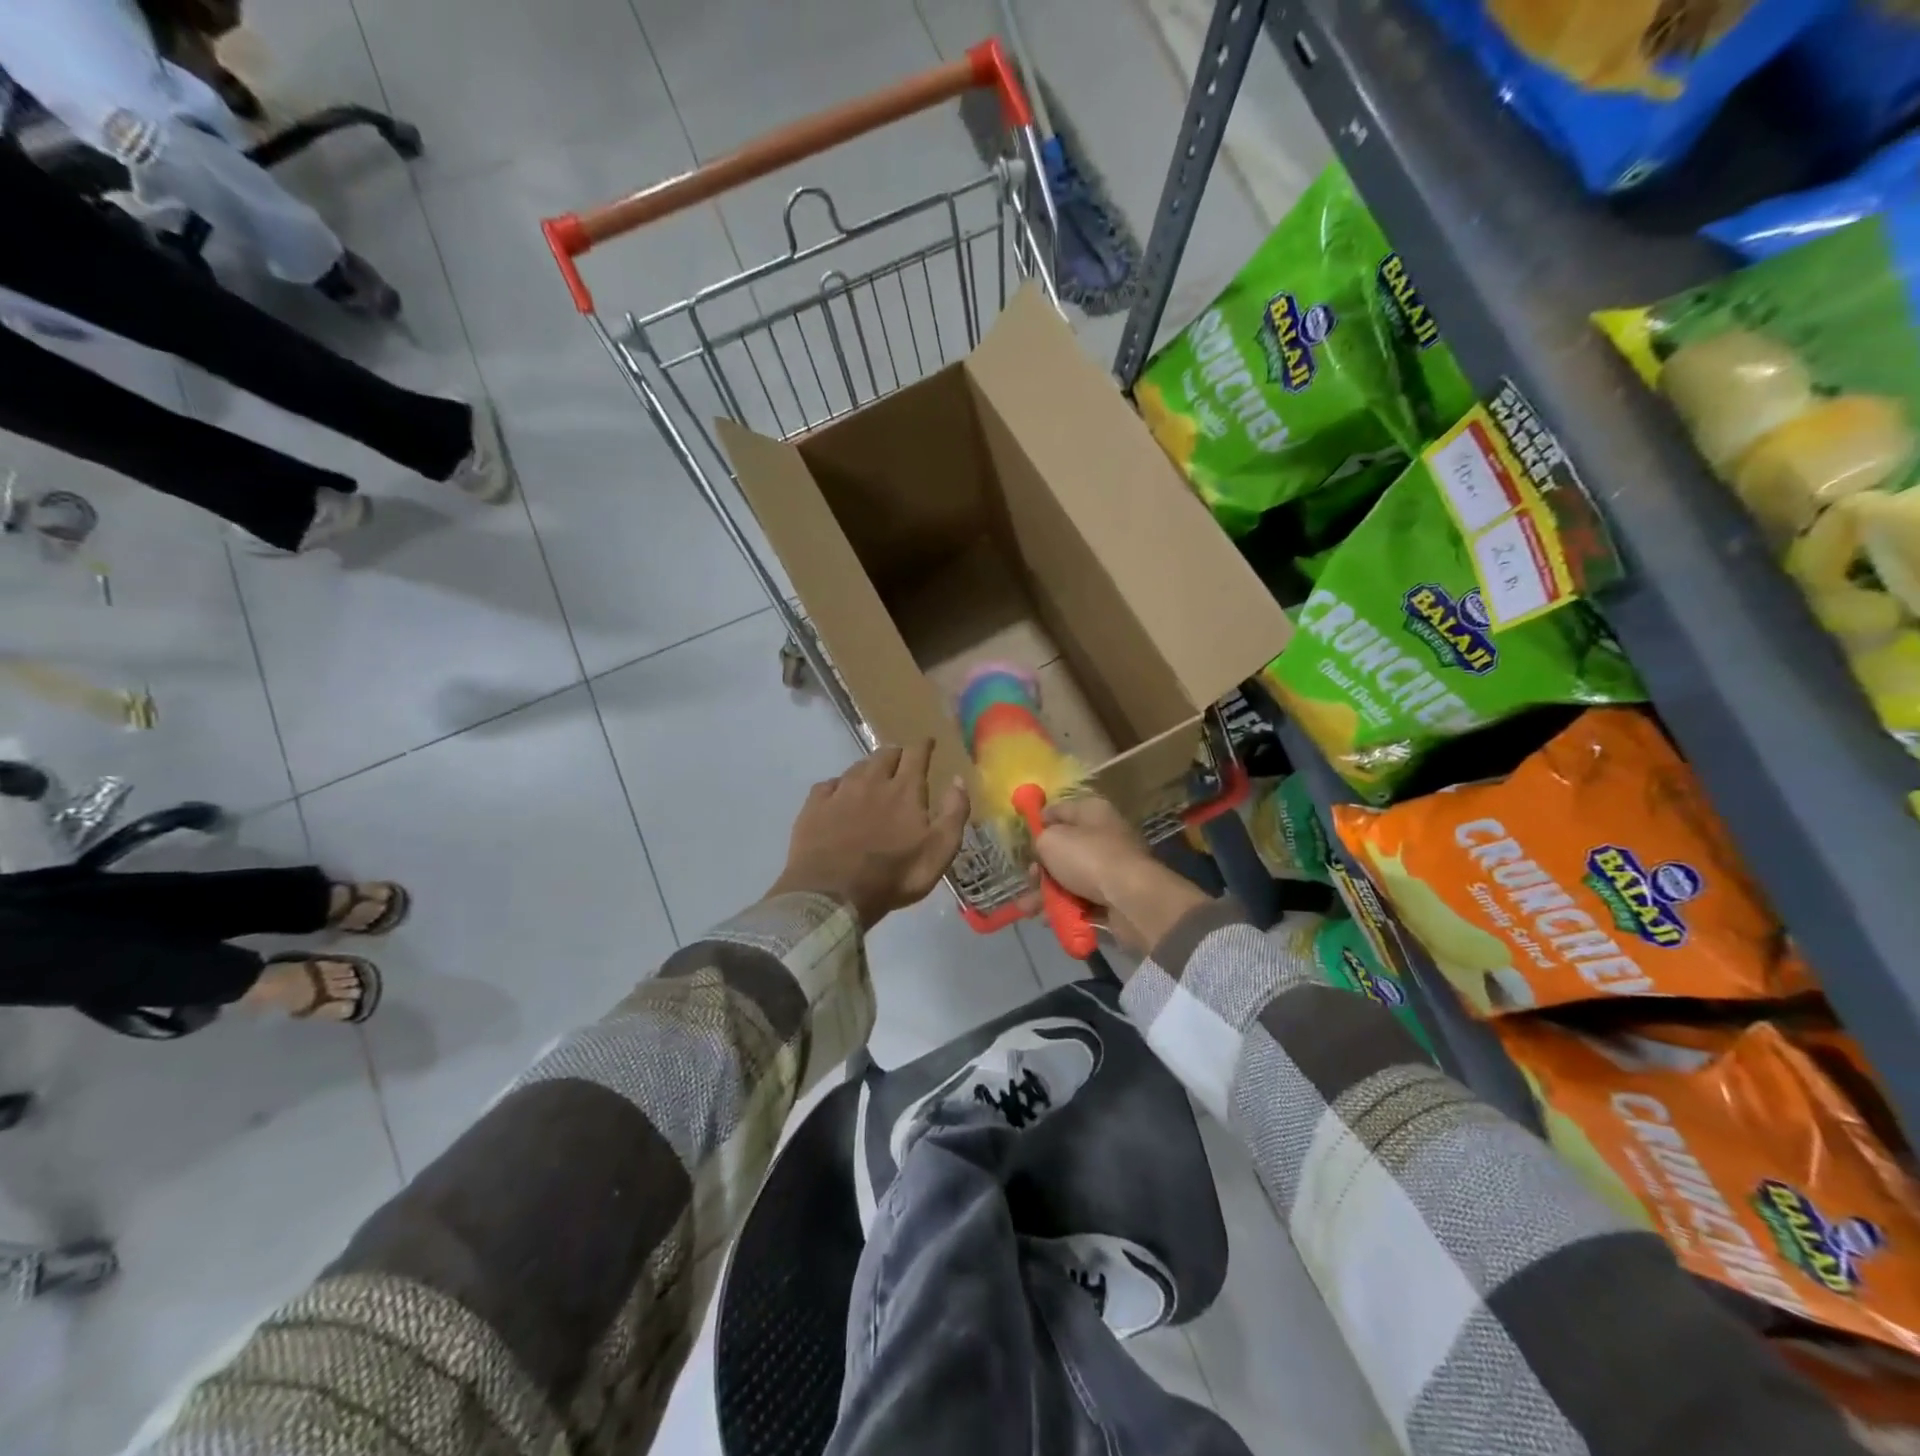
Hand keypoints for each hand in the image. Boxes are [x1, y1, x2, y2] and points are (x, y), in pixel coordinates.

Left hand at [768, 741, 969, 928]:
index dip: (924, 746)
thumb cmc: (894, 875)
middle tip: (901, 760)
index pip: (916, 754)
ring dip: (868, 767)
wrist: (833, 894)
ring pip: (856, 767)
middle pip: (885, 755)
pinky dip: (838, 786)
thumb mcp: (939, 851)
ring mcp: (840, 792)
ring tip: (872, 775)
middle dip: (896, 753)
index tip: (928, 742)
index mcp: (905, 789)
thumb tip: (958, 780)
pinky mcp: (814, 807)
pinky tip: (838, 794)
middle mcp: (872, 781)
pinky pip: (828, 785)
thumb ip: (954, 813)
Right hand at [1031, 797, 1210, 956]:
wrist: (1131, 899)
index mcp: (1092, 811)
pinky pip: (1082, 899)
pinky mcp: (1115, 895)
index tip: (1021, 841)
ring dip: (1046, 893)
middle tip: (1030, 880)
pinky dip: (1065, 908)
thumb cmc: (1088, 858)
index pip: (1059, 810)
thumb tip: (1042, 848)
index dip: (1038, 823)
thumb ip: (1039, 840)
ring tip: (1028, 909)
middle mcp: (1104, 834)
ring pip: (1070, 877)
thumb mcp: (1051, 841)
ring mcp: (1111, 866)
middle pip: (1063, 848)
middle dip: (1040, 867)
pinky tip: (1048, 919)